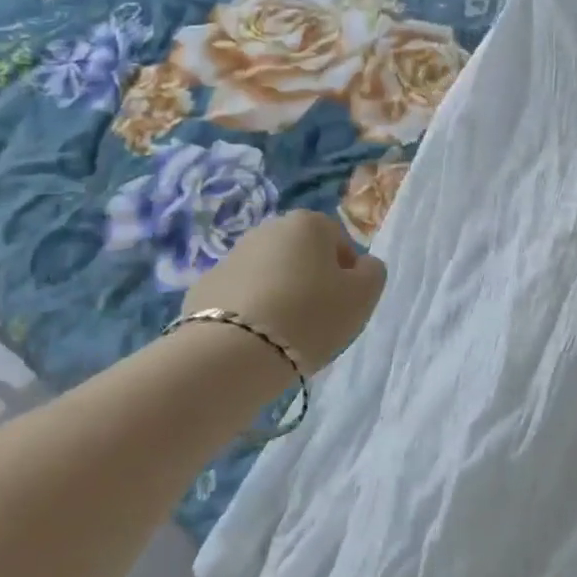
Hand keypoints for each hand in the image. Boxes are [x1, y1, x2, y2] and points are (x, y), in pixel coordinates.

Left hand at [184, 211, 386, 372]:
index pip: (339, 242)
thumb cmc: (310, 315)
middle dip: (310, 280)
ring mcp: (231, 256)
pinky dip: (249, 312)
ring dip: (279, 295)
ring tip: (284, 334)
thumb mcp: (363, 296)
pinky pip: (239, 297)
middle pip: (301, 255)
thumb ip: (372, 272)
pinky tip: (254, 340)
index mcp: (308, 223)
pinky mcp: (203, 287)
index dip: (346, 273)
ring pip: (269, 275)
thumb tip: (361, 266)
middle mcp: (267, 229)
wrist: (232, 352)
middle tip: (316, 319)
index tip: (343, 304)